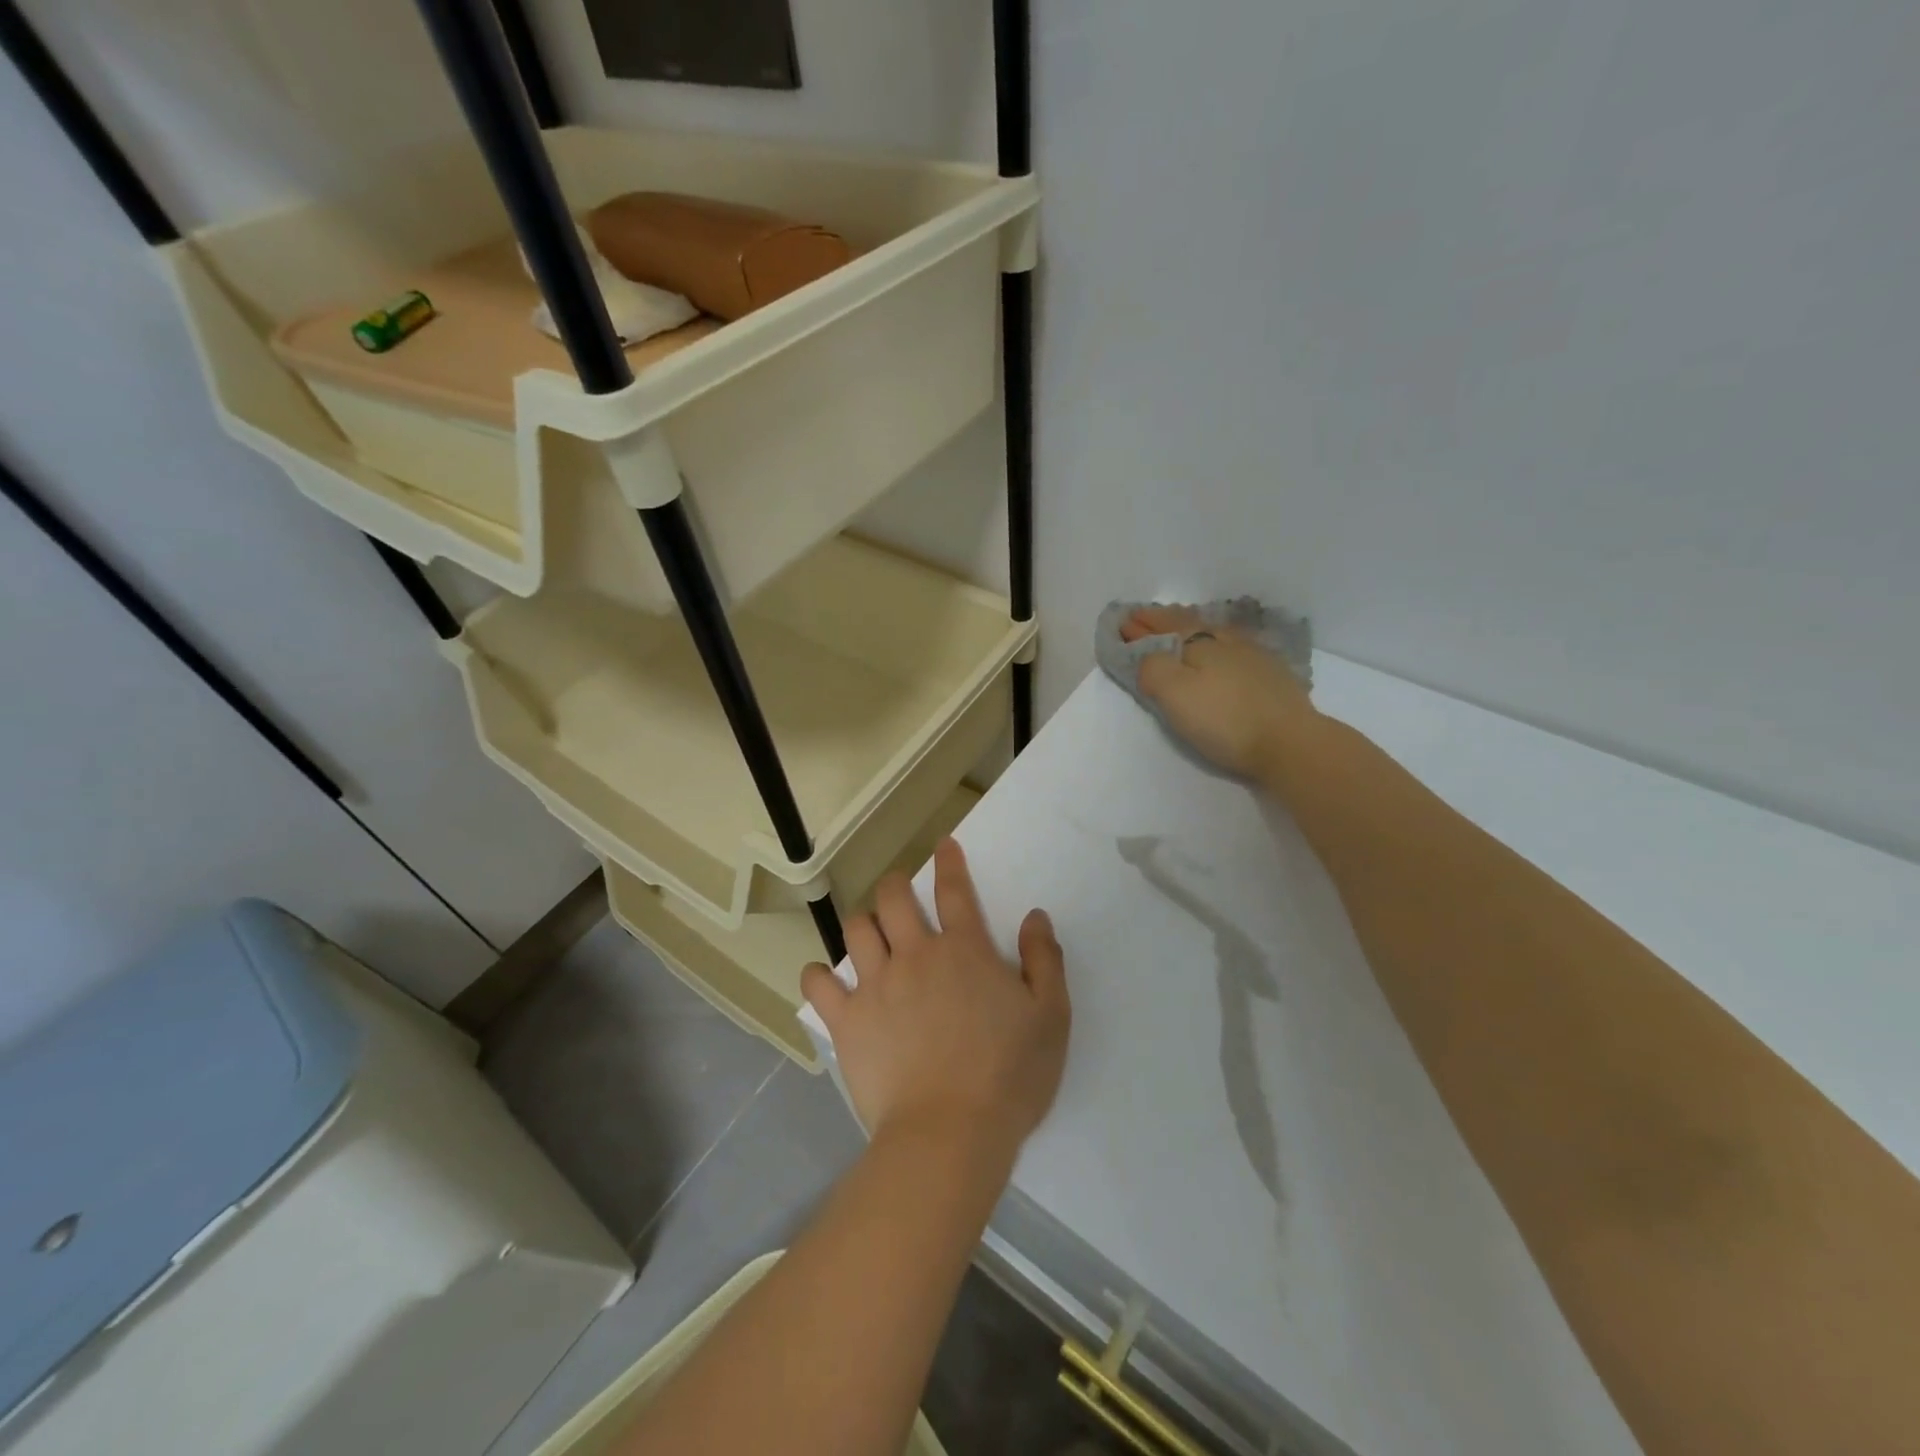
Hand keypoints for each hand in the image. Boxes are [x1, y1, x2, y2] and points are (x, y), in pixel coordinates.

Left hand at [801, 840, 1069, 1160]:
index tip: (943, 846)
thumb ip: (1044, 960)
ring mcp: (876, 985)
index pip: (954, 890)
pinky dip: (818, 976)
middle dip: (895, 886)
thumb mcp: (1051, 1016)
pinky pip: (819, 985)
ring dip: (863, 924)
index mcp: (964, 950)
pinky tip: (824, 979)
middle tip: (899, 894)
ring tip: (869, 935)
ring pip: (856, 930)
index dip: (949, 862)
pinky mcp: (848, 1020)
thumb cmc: (1009, 1076)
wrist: (950, 1133)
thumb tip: (1034, 916)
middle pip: (893, 898)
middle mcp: (915, 954)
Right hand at [1121, 605, 1319, 778]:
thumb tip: (1148, 655)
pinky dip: (1218, 645)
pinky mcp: (1273, 676)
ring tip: (1181, 629)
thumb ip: (1153, 669)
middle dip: (1164, 620)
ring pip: (1215, 633)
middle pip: (1190, 623)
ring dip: (1192, 628)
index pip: (1164, 627)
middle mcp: (1227, 641)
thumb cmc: (1224, 719)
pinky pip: (1235, 649)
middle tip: (1145, 618)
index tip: (1123, 621)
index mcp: (1199, 643)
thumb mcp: (1174, 694)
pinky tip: (1222, 651)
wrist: (1290, 742)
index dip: (1142, 625)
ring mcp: (1254, 656)